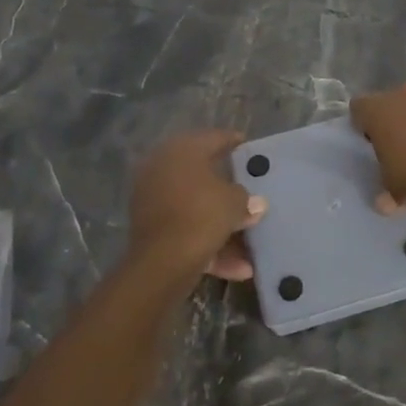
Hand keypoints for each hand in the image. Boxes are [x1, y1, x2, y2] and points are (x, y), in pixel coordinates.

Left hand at [128, 130, 265, 280]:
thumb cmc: (202, 215)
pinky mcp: (150, 229)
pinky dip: (210, 245)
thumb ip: (246, 198)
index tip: (249, 148)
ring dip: (222, 224)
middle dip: (227, 187)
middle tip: (249, 190)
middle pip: (202, 174)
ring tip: (249, 239)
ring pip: (195, 207)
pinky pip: (187, 231)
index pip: (213, 138)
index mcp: (182, 151)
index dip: (234, 142)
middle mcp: (162, 168)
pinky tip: (239, 267)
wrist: (162, 262)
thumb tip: (256, 203)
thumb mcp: (235, 202)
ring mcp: (152, 199)